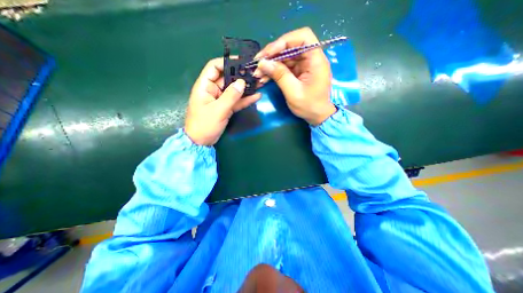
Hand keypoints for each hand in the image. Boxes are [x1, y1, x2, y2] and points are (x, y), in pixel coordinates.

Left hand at [187, 58, 263, 145]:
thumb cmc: (204, 125)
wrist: (201, 142)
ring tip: (258, 83)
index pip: (214, 67)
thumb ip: (230, 96)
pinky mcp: (226, 108)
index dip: (226, 62)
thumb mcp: (218, 110)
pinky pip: (237, 101)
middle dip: (240, 75)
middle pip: (227, 78)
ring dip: (245, 87)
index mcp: (205, 86)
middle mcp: (213, 90)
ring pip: (234, 90)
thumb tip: (242, 83)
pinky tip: (256, 96)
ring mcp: (221, 100)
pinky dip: (245, 99)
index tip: (241, 63)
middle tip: (255, 73)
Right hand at [253, 25, 334, 123]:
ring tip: (258, 74)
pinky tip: (264, 77)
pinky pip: (285, 67)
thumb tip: (263, 63)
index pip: (302, 37)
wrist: (317, 116)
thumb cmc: (309, 106)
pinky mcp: (299, 72)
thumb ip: (280, 76)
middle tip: (258, 64)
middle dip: (272, 55)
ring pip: (285, 57)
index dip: (284, 41)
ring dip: (271, 64)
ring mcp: (304, 65)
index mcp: (316, 60)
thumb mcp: (293, 92)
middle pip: (290, 47)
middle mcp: (311, 59)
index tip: (269, 53)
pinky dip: (274, 71)